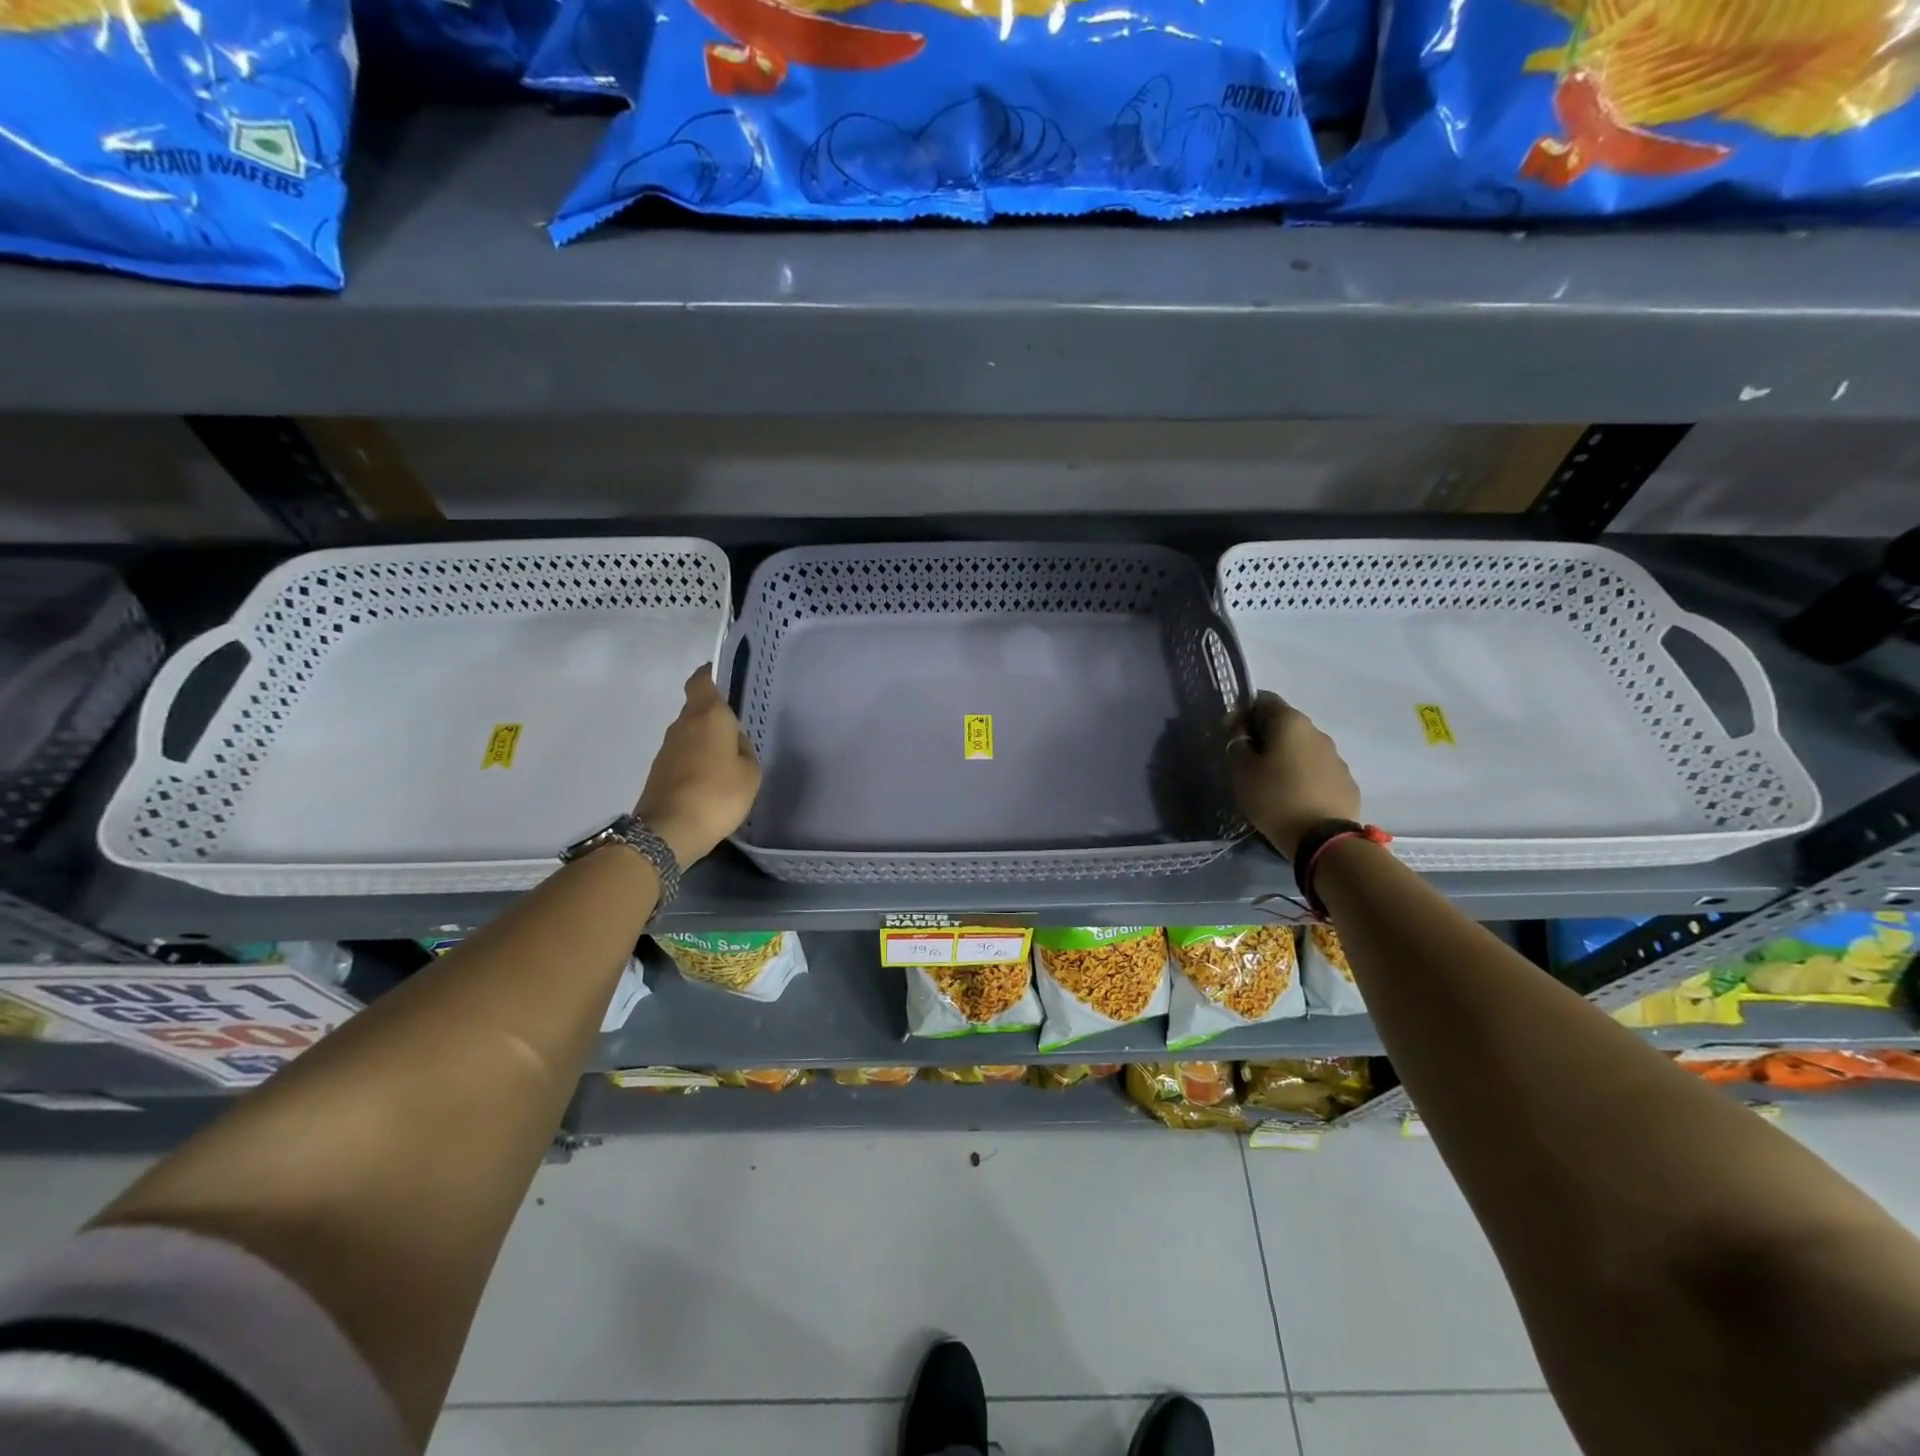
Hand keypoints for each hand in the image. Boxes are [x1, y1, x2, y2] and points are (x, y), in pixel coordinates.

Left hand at [634, 667, 761, 866]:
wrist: (668, 831)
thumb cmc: (717, 793)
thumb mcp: (750, 772)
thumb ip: (744, 749)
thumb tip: (734, 743)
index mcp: (707, 715)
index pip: (702, 680)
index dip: (713, 675)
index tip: (727, 679)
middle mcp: (682, 725)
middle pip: (698, 709)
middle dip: (717, 716)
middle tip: (741, 732)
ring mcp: (667, 749)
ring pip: (692, 734)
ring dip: (708, 742)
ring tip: (731, 761)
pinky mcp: (660, 772)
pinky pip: (685, 756)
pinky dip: (698, 762)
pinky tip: (714, 781)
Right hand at [1226, 691, 1360, 859]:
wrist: (1323, 839)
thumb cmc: (1274, 797)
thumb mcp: (1242, 770)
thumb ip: (1237, 743)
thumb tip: (1240, 730)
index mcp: (1290, 722)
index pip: (1263, 699)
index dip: (1243, 713)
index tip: (1232, 736)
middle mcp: (1316, 731)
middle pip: (1284, 724)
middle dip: (1265, 737)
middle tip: (1248, 763)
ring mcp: (1336, 756)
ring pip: (1303, 747)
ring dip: (1286, 757)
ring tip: (1272, 783)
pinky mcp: (1346, 780)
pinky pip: (1318, 770)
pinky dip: (1304, 776)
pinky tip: (1294, 797)